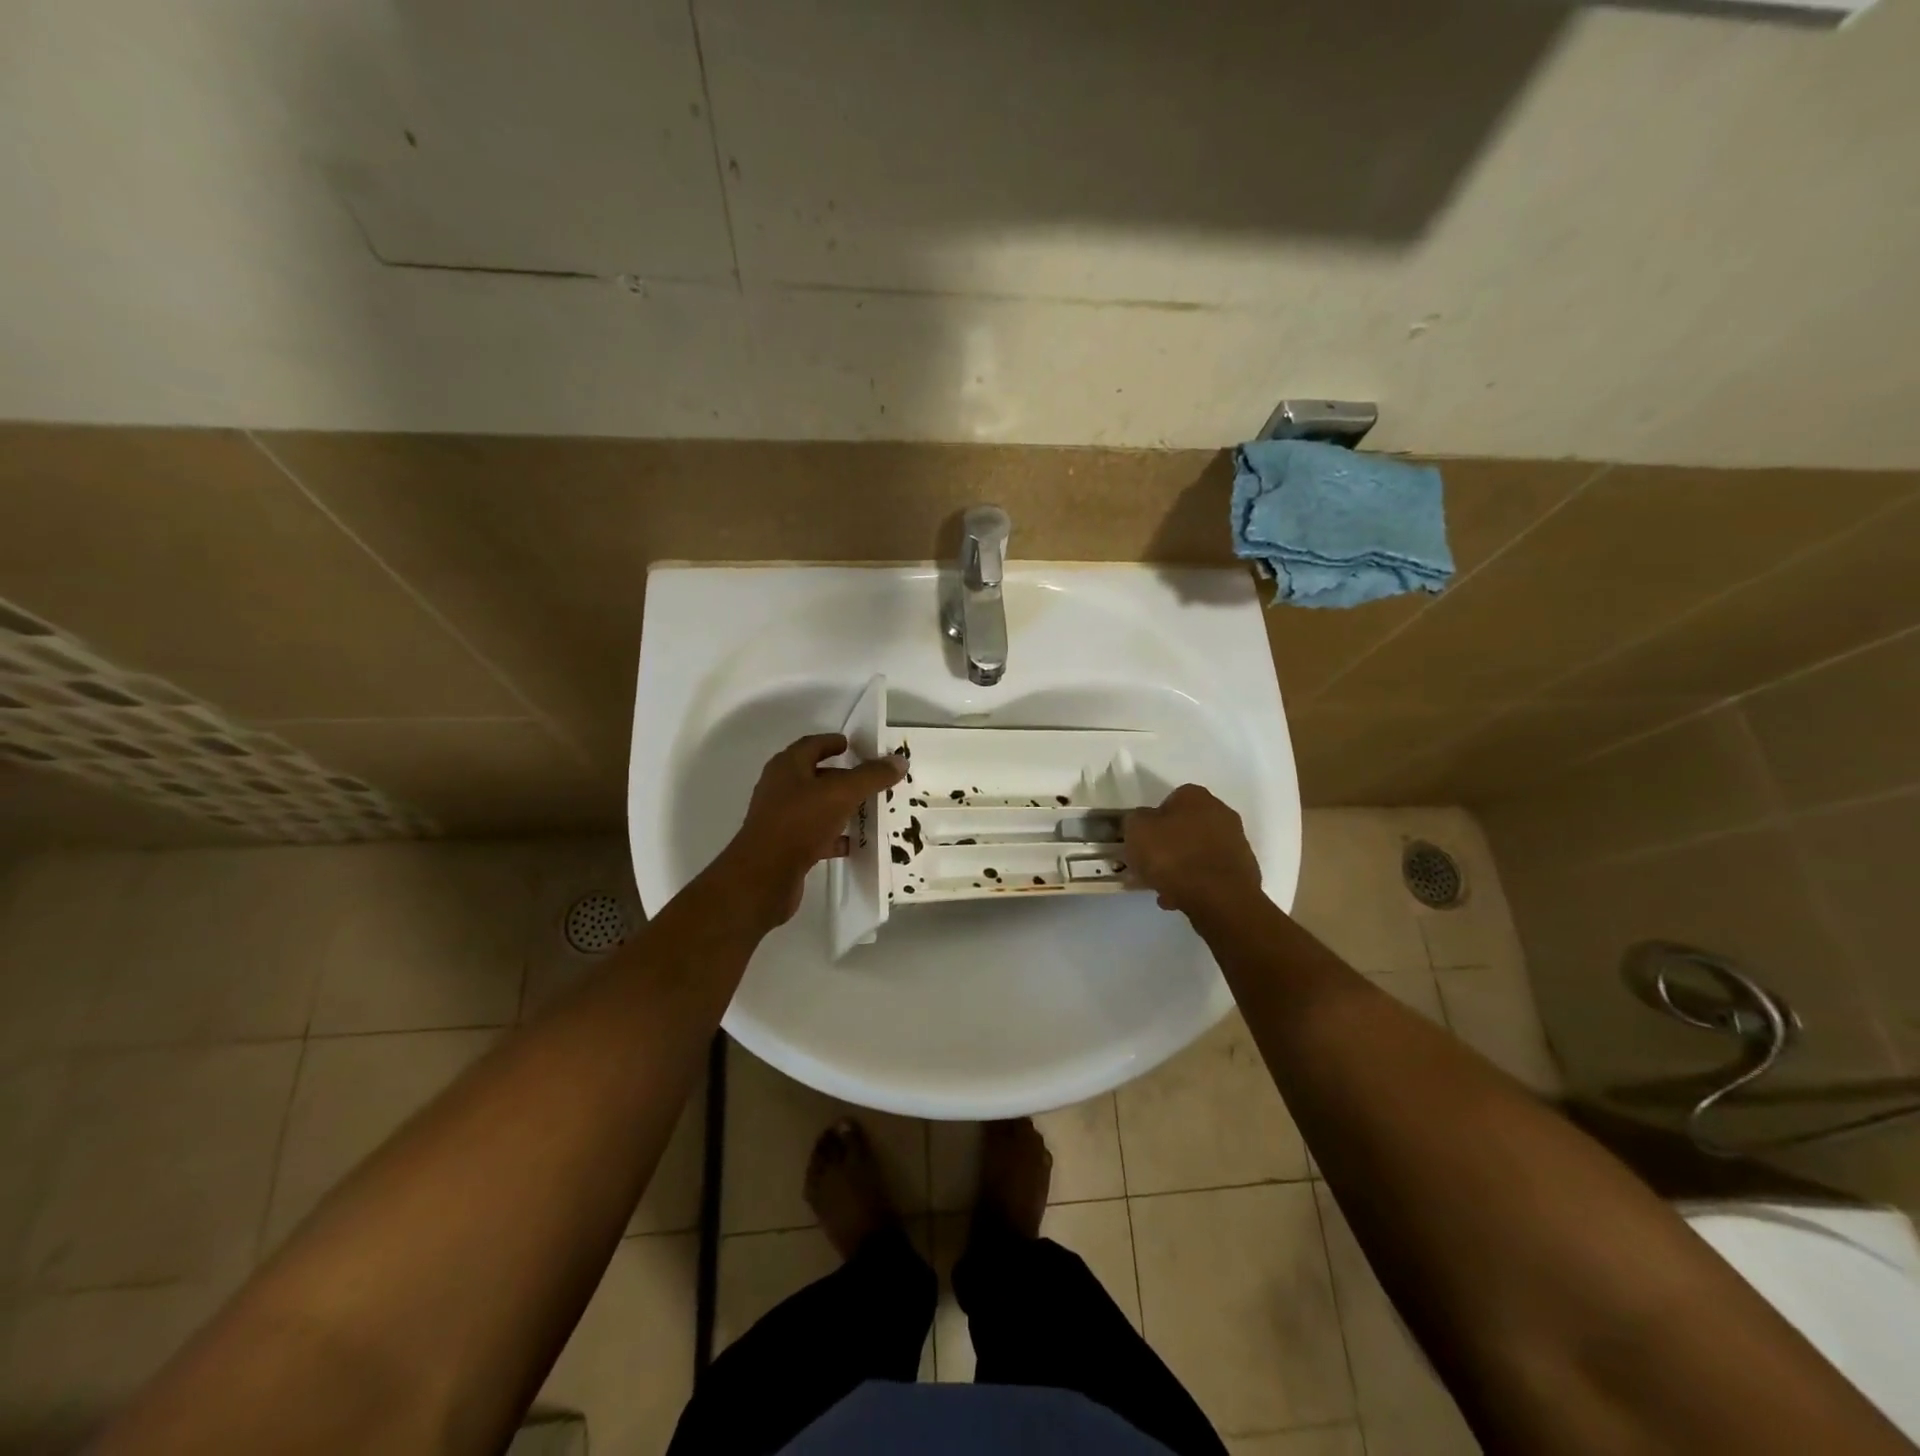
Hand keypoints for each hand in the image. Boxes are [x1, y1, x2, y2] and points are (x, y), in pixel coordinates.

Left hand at [719, 734, 905, 927]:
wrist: (763, 877)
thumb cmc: (799, 823)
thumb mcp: (841, 794)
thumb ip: (871, 776)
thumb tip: (899, 760)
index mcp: (787, 767)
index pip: (812, 745)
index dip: (832, 742)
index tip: (852, 745)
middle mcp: (780, 788)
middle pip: (814, 775)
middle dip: (841, 776)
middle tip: (870, 778)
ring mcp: (781, 819)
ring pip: (816, 806)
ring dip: (839, 806)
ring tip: (868, 809)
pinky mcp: (785, 846)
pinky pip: (815, 834)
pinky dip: (834, 836)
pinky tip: (853, 843)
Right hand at [1123, 784, 1263, 915]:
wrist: (1219, 898)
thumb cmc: (1173, 856)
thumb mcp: (1136, 831)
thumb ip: (1135, 821)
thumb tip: (1143, 823)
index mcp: (1195, 796)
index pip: (1169, 801)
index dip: (1152, 822)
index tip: (1141, 842)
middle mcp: (1221, 813)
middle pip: (1185, 828)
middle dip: (1167, 846)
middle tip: (1149, 866)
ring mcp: (1236, 843)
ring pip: (1197, 852)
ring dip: (1180, 867)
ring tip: (1162, 889)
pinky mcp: (1243, 871)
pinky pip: (1210, 873)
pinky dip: (1196, 883)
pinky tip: (1180, 899)